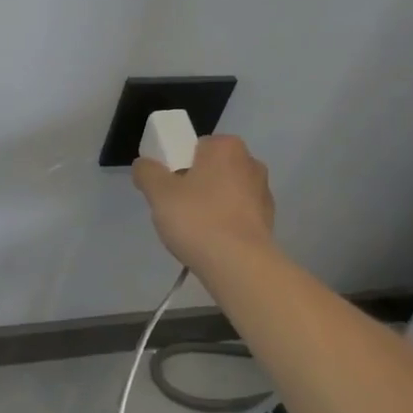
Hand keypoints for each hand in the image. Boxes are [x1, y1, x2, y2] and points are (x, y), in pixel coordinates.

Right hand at [132, 135, 275, 272]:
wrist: (240, 265)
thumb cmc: (198, 219)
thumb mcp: (159, 193)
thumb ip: (147, 172)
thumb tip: (144, 164)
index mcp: (227, 147)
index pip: (193, 147)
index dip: (175, 166)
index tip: (166, 190)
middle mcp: (250, 163)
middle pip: (210, 170)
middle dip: (193, 186)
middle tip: (175, 210)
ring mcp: (263, 192)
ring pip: (224, 193)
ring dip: (209, 205)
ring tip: (192, 231)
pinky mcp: (268, 220)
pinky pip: (236, 214)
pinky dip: (223, 223)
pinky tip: (211, 242)